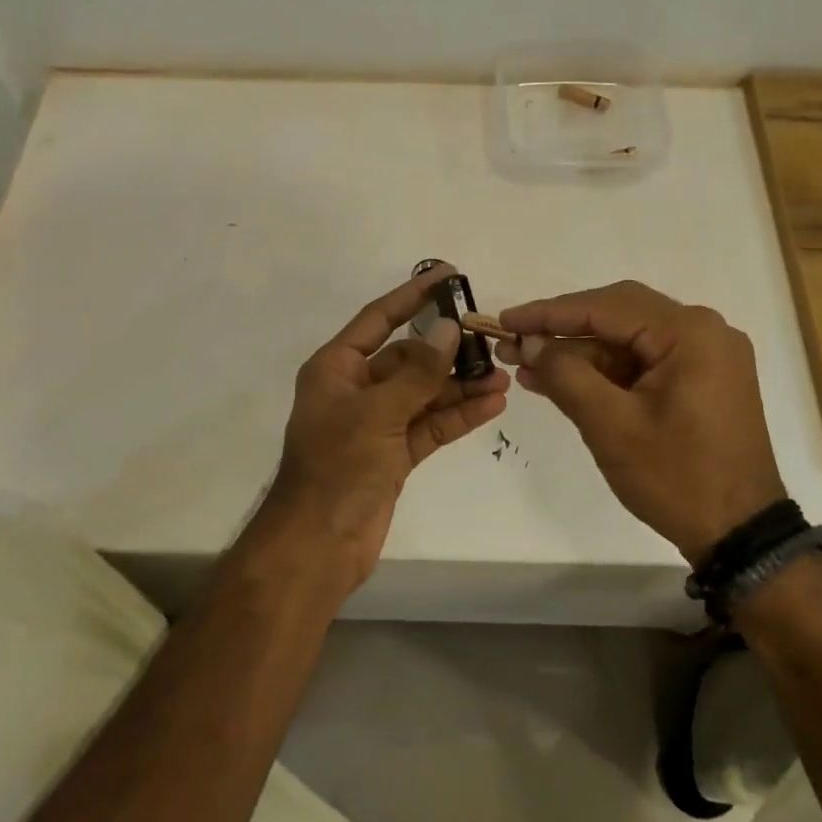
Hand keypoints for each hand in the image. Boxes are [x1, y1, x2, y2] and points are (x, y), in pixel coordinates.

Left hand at [262, 265, 509, 586]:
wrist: (319, 545)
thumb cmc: (337, 468)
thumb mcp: (376, 413)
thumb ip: (417, 372)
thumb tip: (449, 328)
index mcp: (336, 368)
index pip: (379, 319)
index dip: (413, 296)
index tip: (448, 276)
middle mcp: (357, 389)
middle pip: (408, 357)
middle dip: (448, 350)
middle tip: (490, 339)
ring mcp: (377, 423)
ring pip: (425, 393)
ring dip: (460, 385)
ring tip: (502, 376)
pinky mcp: (395, 454)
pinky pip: (431, 425)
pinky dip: (458, 415)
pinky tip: (492, 404)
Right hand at [498, 280, 784, 565]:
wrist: (740, 533)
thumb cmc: (677, 478)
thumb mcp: (611, 426)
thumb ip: (567, 376)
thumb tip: (531, 344)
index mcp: (690, 333)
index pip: (606, 307)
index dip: (549, 312)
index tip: (506, 321)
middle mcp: (704, 331)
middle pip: (619, 315)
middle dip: (563, 329)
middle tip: (514, 342)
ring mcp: (705, 356)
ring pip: (628, 339)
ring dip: (580, 352)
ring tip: (527, 365)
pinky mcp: (700, 379)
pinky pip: (643, 362)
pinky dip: (604, 371)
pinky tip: (562, 380)